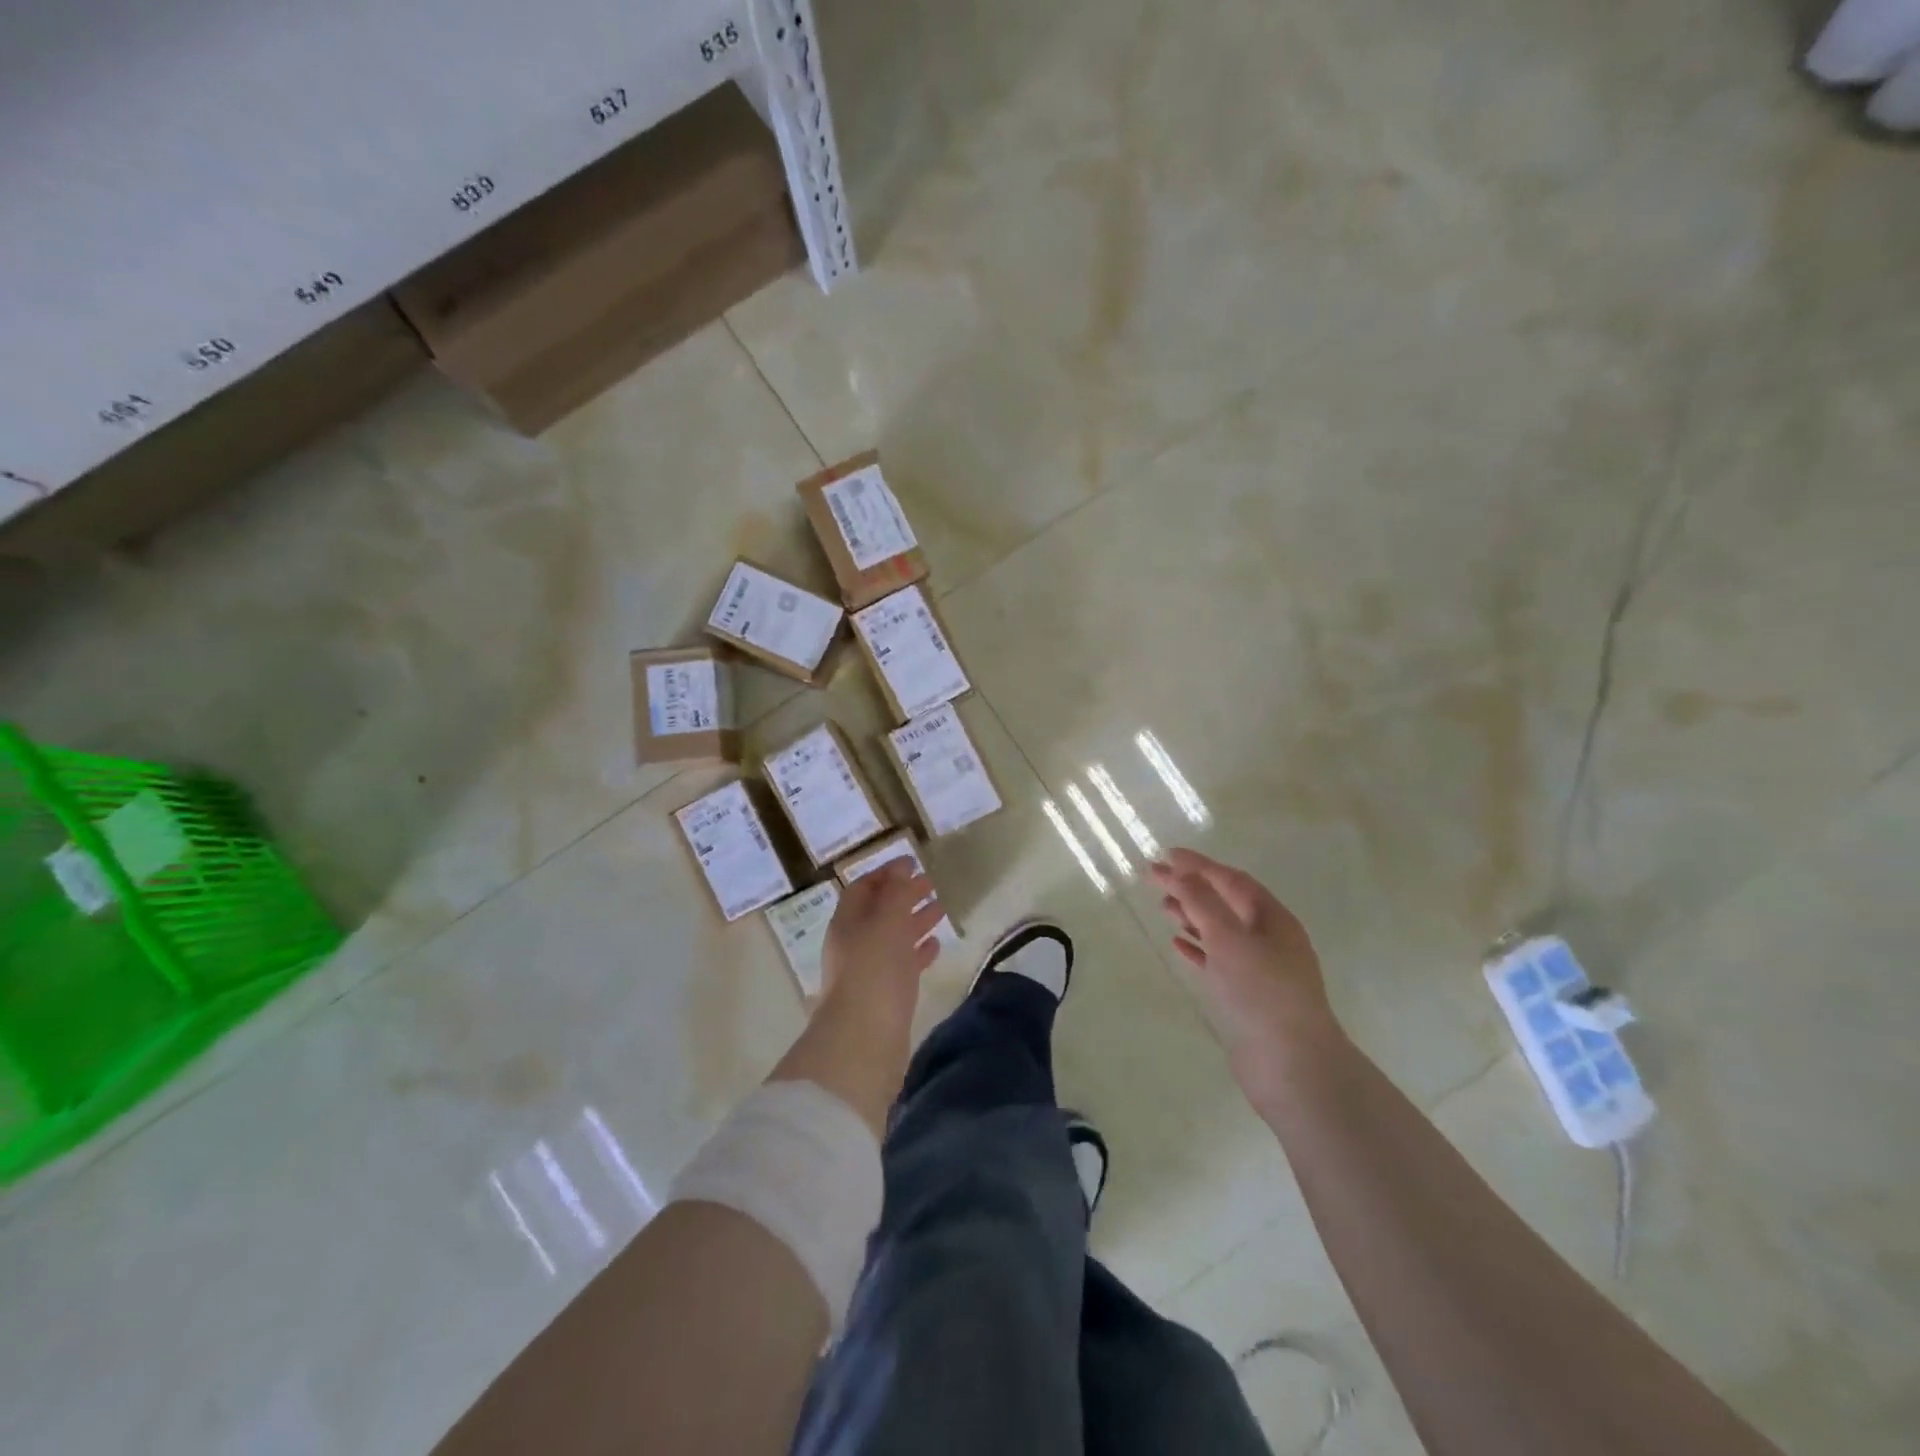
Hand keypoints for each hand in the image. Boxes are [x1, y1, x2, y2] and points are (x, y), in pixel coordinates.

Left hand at [819, 861, 944, 1026]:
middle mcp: (855, 944)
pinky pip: (903, 965)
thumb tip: (900, 867)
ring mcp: (870, 971)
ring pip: (894, 937)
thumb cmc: (874, 971)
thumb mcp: (886, 922)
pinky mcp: (886, 996)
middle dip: (904, 894)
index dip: (886, 873)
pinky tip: (937, 944)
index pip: (863, 888)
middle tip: (932, 882)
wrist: (864, 1041)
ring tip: (941, 907)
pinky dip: (919, 951)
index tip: (912, 861)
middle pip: (880, 911)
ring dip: (915, 920)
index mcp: (847, 922)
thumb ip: (895, 893)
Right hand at [1150, 848, 1341, 1101]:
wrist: (1292, 1066)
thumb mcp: (1228, 938)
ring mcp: (1261, 970)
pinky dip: (1198, 948)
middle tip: (1155, 880)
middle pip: (1227, 902)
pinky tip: (1177, 945)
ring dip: (1193, 915)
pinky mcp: (1248, 997)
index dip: (1198, 865)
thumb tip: (1179, 870)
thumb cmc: (1261, 993)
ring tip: (1163, 908)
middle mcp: (1271, 939)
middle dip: (1192, 888)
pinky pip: (1219, 961)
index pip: (1232, 880)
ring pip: (1221, 931)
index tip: (1165, 855)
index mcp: (1274, 919)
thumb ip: (1202, 901)